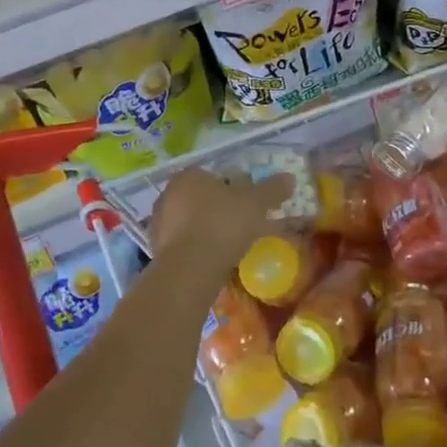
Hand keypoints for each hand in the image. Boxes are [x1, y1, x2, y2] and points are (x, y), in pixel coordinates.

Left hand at [151, 168, 294, 274]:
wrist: (189, 271)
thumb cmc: (222, 225)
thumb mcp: (255, 204)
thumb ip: (272, 189)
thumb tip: (290, 178)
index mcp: (188, 176)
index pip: (213, 174)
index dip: (233, 187)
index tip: (248, 202)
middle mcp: (168, 194)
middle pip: (200, 197)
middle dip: (219, 208)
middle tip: (241, 223)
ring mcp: (159, 224)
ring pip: (191, 221)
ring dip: (207, 229)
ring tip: (230, 245)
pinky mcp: (157, 251)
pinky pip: (184, 244)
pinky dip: (198, 248)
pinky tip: (214, 260)